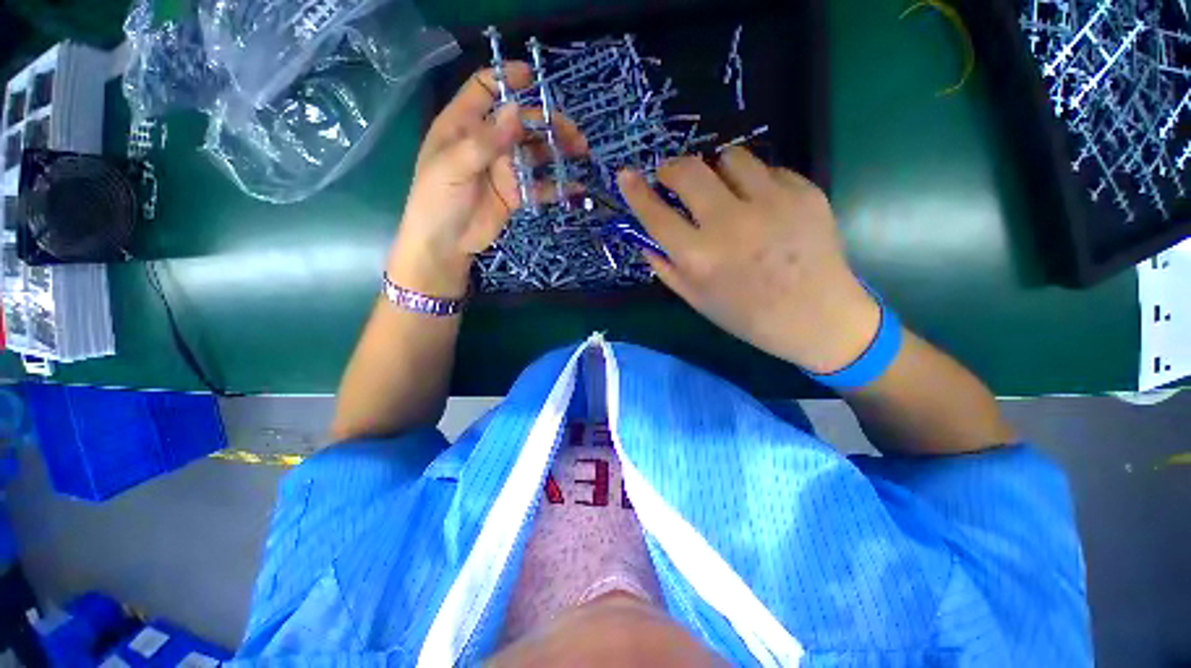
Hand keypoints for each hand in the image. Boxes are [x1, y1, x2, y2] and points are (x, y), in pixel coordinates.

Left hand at [389, 63, 586, 297]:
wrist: (446, 244)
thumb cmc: (438, 200)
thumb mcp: (454, 166)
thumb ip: (485, 141)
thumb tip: (516, 110)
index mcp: (464, 125)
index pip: (485, 89)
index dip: (507, 78)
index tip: (534, 79)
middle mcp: (488, 142)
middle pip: (521, 123)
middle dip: (547, 123)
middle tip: (574, 133)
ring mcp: (504, 169)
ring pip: (535, 152)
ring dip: (558, 150)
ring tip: (581, 152)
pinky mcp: (516, 193)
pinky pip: (540, 185)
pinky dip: (557, 186)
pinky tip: (575, 187)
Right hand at [618, 148, 880, 372]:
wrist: (817, 317)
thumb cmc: (749, 316)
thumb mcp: (698, 300)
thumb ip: (667, 269)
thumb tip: (645, 241)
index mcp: (699, 258)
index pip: (656, 214)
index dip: (636, 191)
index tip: (626, 174)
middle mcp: (729, 225)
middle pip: (689, 171)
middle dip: (672, 168)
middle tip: (672, 176)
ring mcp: (771, 203)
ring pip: (730, 157)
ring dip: (716, 169)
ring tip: (722, 188)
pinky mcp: (804, 193)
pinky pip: (768, 170)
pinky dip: (755, 182)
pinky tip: (762, 205)